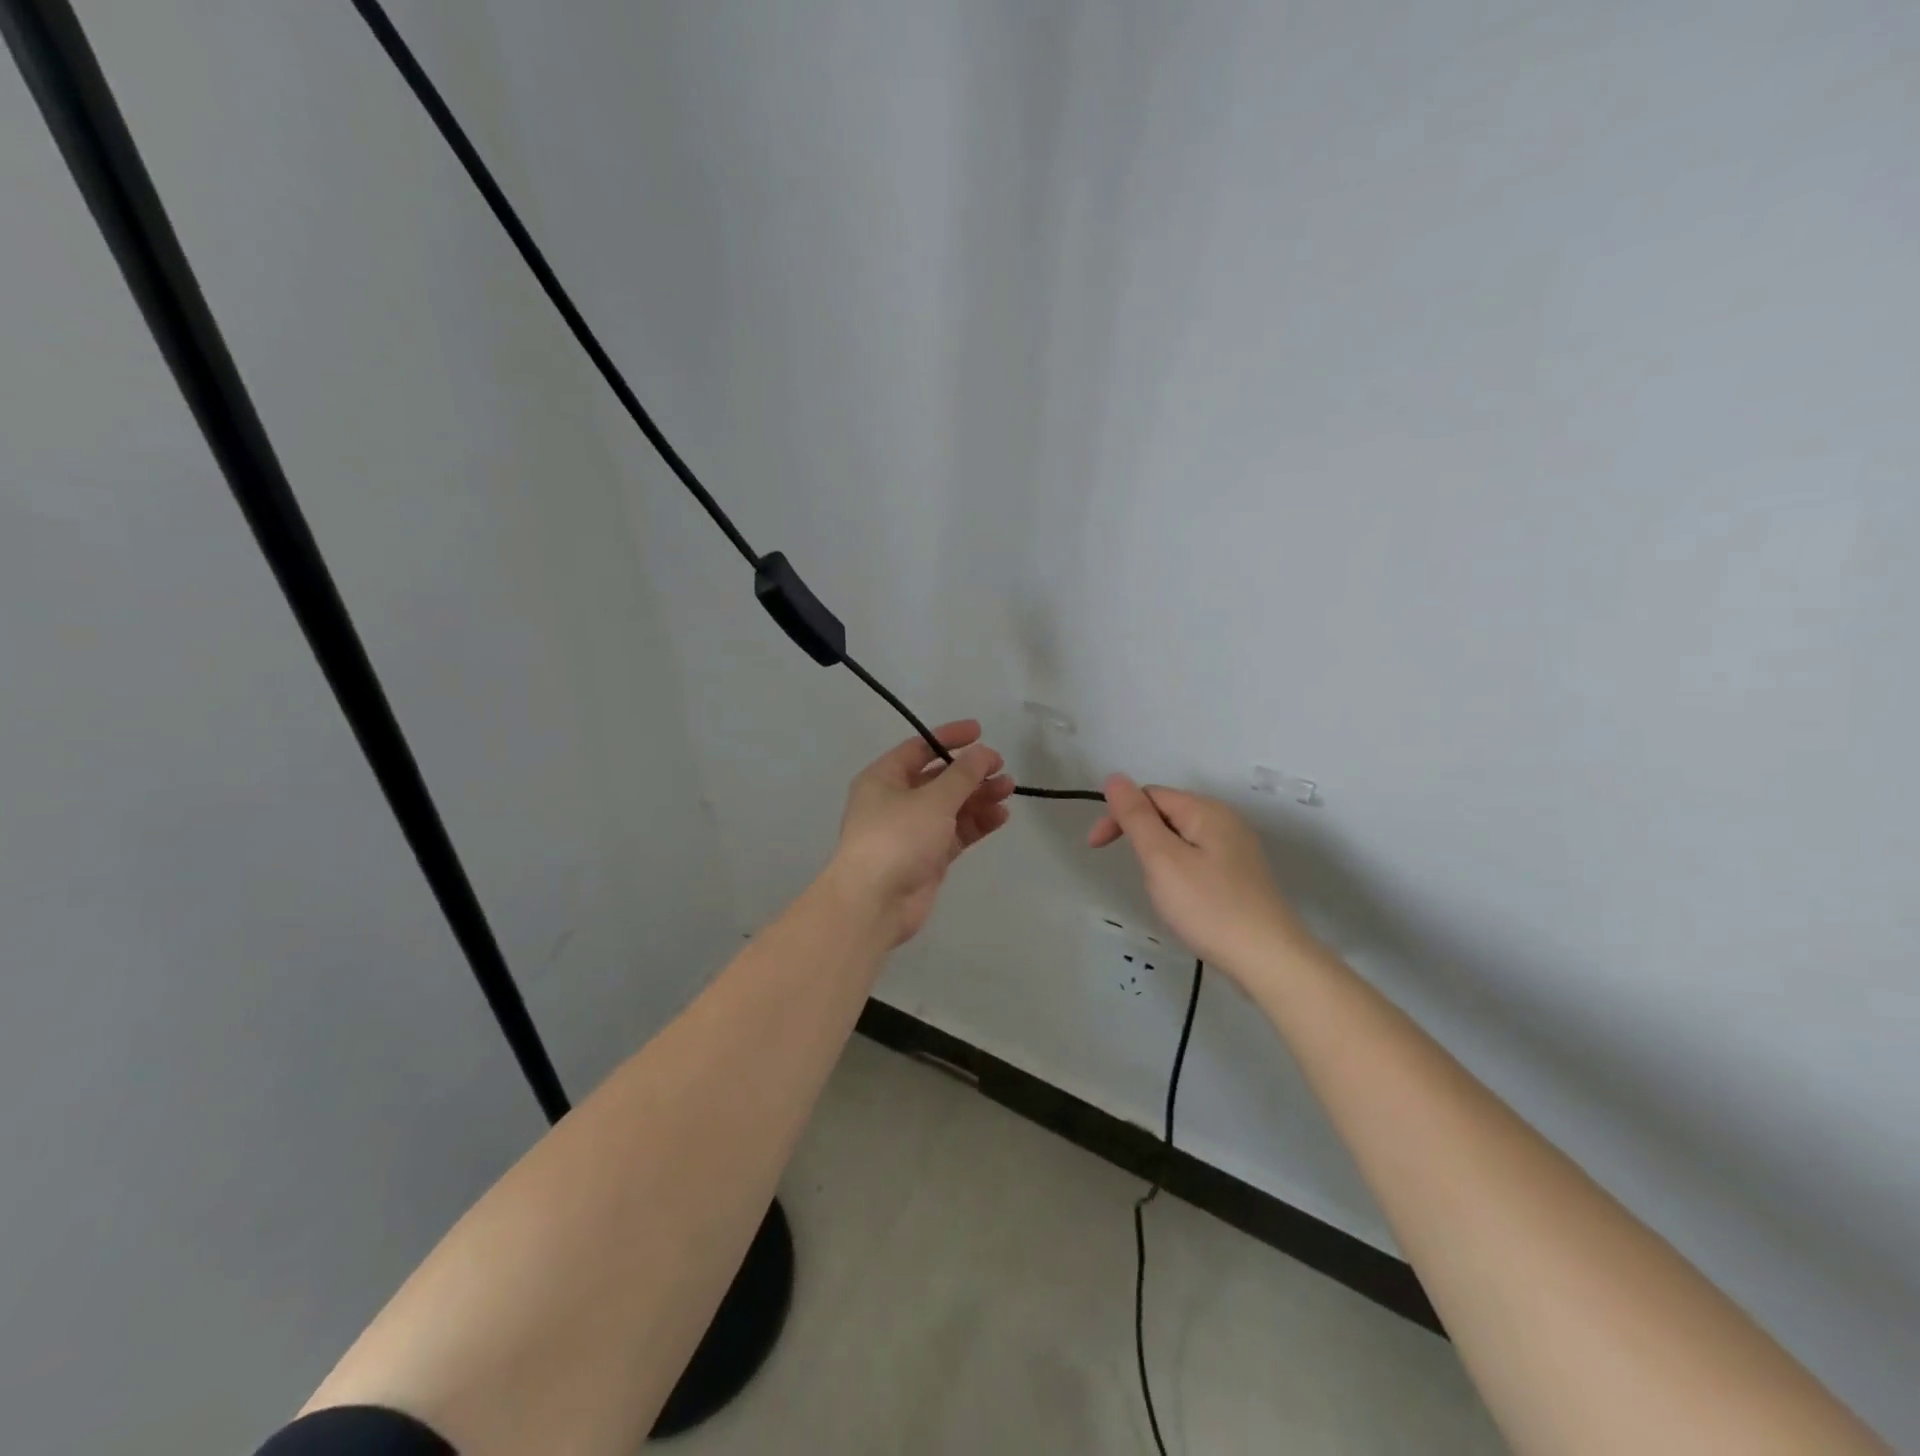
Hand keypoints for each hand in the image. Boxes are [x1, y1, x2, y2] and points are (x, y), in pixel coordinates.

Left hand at [827, 720, 1015, 945]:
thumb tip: (984, 752)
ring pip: (951, 806)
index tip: (981, 732)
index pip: (919, 748)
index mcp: (884, 778)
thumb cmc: (897, 838)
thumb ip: (963, 774)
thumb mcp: (933, 799)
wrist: (875, 902)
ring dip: (979, 796)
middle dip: (971, 772)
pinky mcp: (928, 857)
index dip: (949, 737)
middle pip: (939, 778)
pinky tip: (1000, 815)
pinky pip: (956, 832)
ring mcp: (912, 831)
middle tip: (1002, 768)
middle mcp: (896, 801)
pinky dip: (977, 822)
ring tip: (1008, 789)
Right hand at [1088, 775, 1316, 978]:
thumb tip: (1115, 778)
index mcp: (1206, 811)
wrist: (1269, 960)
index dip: (1119, 815)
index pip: (1150, 795)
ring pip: (1181, 839)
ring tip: (1163, 893)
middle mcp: (1225, 821)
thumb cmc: (1209, 907)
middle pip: (1167, 814)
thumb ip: (1136, 817)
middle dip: (1141, 838)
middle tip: (1137, 875)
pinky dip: (1179, 873)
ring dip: (1159, 858)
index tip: (1097, 847)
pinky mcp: (1241, 876)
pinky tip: (1184, 900)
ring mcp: (1237, 849)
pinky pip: (1198, 860)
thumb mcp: (1162, 859)